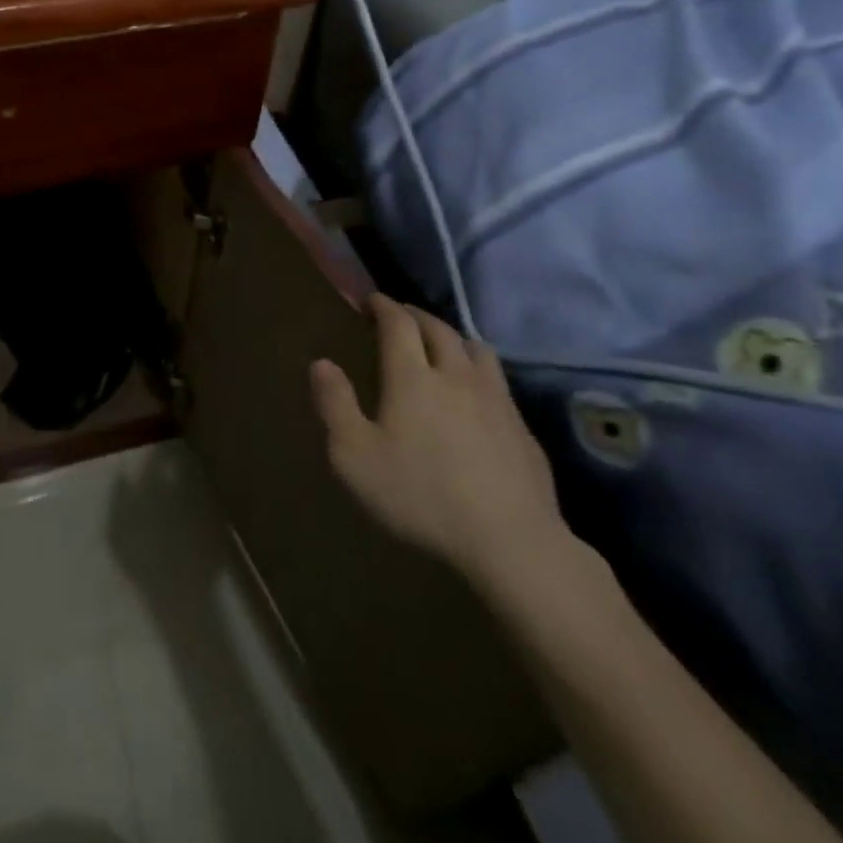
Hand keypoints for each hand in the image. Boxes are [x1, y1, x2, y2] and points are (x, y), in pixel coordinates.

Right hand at [310, 294, 570, 591]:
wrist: (509, 541)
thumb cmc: (419, 496)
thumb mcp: (354, 456)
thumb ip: (334, 404)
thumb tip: (321, 363)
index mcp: (412, 377)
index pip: (398, 324)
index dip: (383, 306)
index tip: (370, 301)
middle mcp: (455, 375)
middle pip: (438, 329)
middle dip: (415, 316)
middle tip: (398, 316)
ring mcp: (495, 399)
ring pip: (475, 348)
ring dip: (452, 337)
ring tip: (440, 346)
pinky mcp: (521, 427)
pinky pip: (497, 380)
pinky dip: (477, 370)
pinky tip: (473, 394)